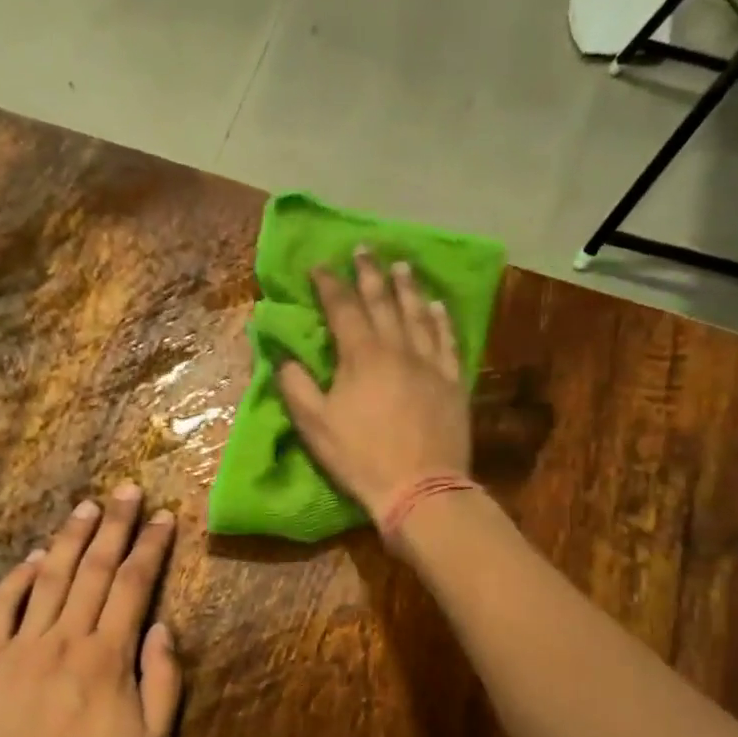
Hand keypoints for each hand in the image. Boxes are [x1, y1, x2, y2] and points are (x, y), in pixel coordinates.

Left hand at [0, 485, 182, 736]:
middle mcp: (66, 636)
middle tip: (127, 490)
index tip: (163, 517)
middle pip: (94, 568)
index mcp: (108, 655)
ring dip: (71, 538)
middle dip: (114, 525)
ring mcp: (23, 644)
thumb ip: (163, 680)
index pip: (134, 584)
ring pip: (51, 577)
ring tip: (87, 507)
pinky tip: (34, 557)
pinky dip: (18, 578)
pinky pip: (2, 608)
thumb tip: (162, 627)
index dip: (150, 547)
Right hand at [277, 251, 471, 520]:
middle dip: (370, 273)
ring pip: (418, 314)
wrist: (420, 487)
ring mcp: (430, 363)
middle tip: (364, 249)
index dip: (330, 285)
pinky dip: (441, 320)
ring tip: (401, 265)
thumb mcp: (315, 426)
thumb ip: (297, 387)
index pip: (343, 309)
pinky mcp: (452, 381)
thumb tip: (285, 358)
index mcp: (361, 356)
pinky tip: (438, 306)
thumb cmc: (360, 457)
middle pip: (383, 302)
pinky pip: (447, 341)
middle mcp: (397, 348)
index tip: (319, 265)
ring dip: (408, 287)